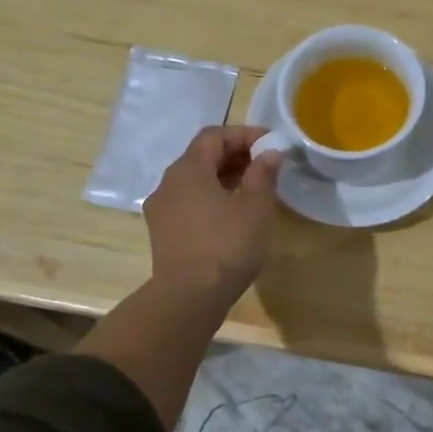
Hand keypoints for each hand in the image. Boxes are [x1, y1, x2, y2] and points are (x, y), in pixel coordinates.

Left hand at [143, 126, 285, 310]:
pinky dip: (211, 198)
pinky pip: (189, 202)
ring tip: (253, 190)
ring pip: (194, 181)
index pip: (214, 136)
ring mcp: (161, 209)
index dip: (243, 134)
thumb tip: (270, 152)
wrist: (188, 298)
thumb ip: (263, 174)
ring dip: (223, 178)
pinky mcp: (163, 233)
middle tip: (265, 165)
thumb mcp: (255, 207)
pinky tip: (232, 215)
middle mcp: (168, 183)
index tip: (271, 143)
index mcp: (188, 169)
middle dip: (235, 155)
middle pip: (201, 156)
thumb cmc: (226, 246)